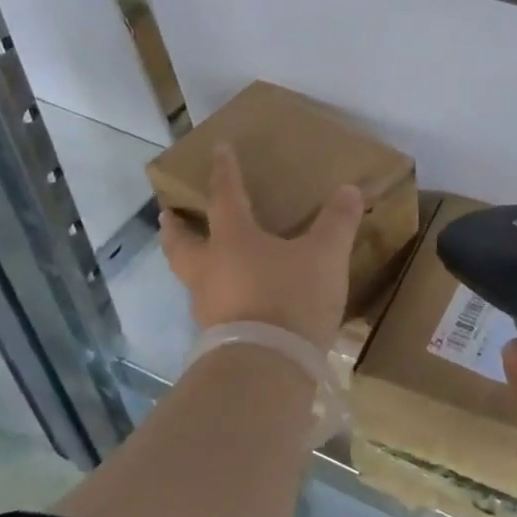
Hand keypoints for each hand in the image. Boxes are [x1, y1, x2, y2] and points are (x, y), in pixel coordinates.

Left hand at [162, 145, 363, 349]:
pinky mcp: (216, 338)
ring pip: (191, 277)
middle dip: (175, 227)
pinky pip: (210, 306)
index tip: (217, 149)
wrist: (267, 368)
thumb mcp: (325, 256)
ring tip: (203, 259)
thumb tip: (349, 189)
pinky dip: (215, 295)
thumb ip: (337, 222)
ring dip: (191, 263)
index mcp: (233, 239)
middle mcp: (211, 269)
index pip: (225, 196)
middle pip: (181, 243)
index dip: (224, 171)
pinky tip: (232, 301)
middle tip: (167, 215)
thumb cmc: (290, 298)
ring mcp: (208, 306)